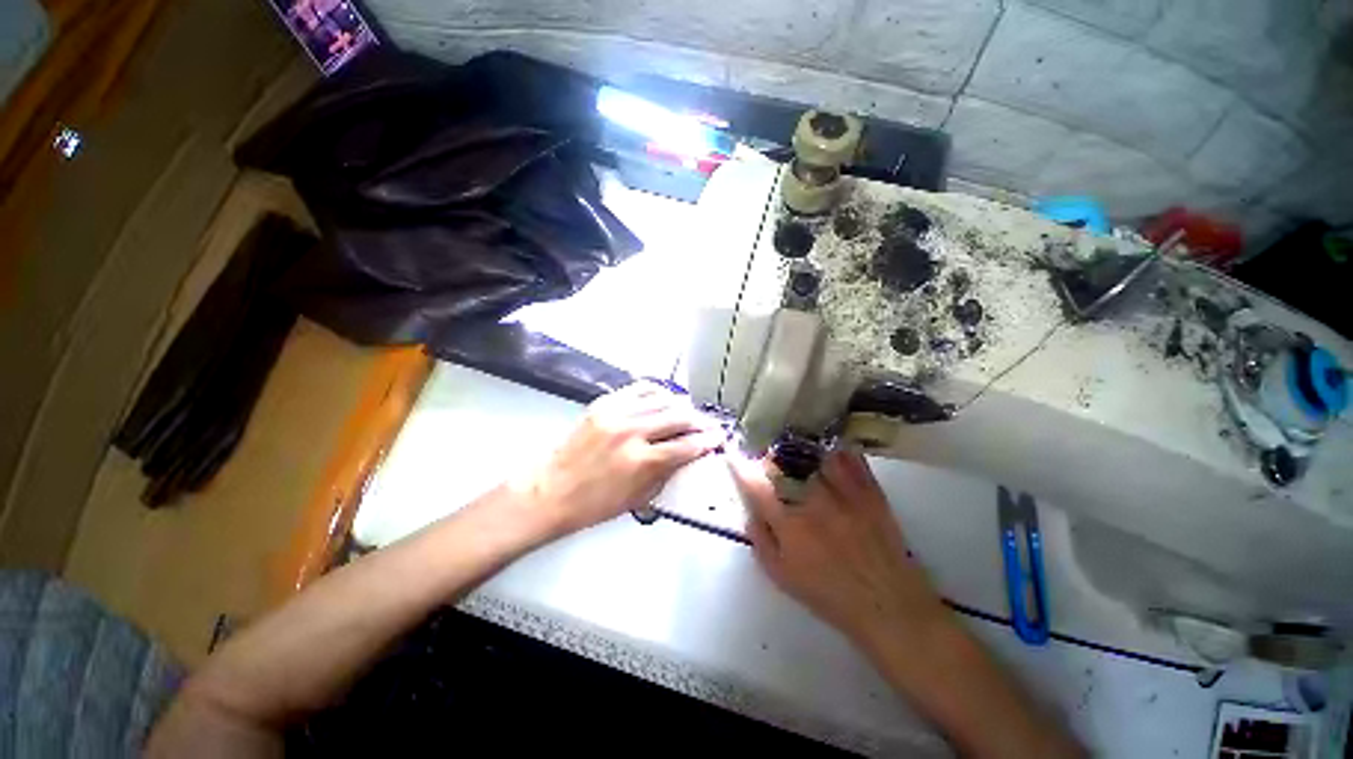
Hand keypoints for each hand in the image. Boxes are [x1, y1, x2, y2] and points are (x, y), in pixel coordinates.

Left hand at [521, 382, 725, 536]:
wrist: (549, 491)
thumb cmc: (593, 505)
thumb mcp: (638, 499)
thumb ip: (666, 474)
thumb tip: (687, 456)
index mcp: (641, 462)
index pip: (686, 446)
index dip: (707, 441)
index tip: (718, 437)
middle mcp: (632, 432)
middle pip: (678, 417)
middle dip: (700, 421)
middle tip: (708, 424)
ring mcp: (616, 413)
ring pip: (662, 399)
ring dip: (681, 404)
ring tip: (689, 411)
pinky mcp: (604, 403)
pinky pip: (639, 388)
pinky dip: (657, 391)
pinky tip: (664, 398)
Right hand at [729, 450, 945, 646]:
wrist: (888, 605)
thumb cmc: (830, 595)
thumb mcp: (783, 577)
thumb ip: (761, 541)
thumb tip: (751, 512)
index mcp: (790, 524)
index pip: (757, 486)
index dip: (741, 467)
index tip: (734, 456)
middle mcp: (814, 502)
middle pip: (785, 465)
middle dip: (771, 458)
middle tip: (769, 460)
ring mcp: (844, 494)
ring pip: (816, 456)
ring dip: (803, 451)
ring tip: (799, 452)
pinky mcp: (870, 493)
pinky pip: (851, 460)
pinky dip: (838, 452)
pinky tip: (831, 452)